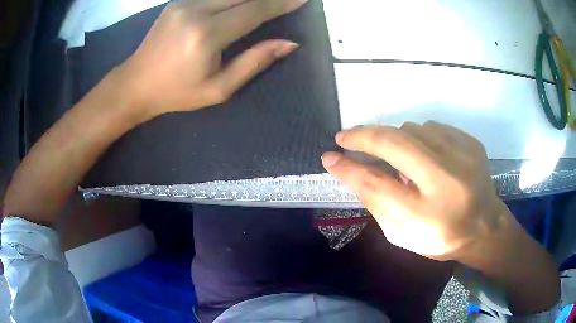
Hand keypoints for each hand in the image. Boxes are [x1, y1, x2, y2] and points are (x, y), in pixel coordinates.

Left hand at [117, 0, 306, 122]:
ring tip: (266, 2)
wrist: (135, 84)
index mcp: (206, 35)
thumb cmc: (176, 93)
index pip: (254, 10)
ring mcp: (184, 2)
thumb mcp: (218, 89)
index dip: (281, 3)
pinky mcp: (178, 2)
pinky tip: (241, 3)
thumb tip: (289, 43)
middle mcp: (195, 11)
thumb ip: (254, 62)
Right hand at [322, 122, 507, 260]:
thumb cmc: (441, 237)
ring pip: (412, 129)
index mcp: (427, 216)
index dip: (348, 169)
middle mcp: (446, 181)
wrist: (484, 227)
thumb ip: (378, 204)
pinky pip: (432, 127)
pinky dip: (419, 137)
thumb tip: (353, 170)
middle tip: (344, 137)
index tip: (329, 157)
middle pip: (393, 144)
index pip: (376, 185)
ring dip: (395, 139)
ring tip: (398, 158)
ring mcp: (462, 156)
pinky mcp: (470, 142)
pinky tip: (424, 155)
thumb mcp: (403, 234)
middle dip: (363, 136)